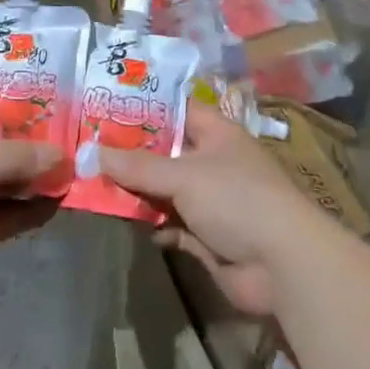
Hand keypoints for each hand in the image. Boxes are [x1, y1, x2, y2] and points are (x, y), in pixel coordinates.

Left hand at [0, 100, 57, 312]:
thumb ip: (14, 157)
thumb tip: (61, 157)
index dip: (19, 104)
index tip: (59, 102)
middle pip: (0, 146)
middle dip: (36, 146)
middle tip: (80, 142)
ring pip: (5, 184)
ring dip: (36, 181)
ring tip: (78, 173)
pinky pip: (3, 219)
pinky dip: (28, 212)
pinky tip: (59, 205)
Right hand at [102, 106, 330, 315]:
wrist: (281, 263)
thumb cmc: (236, 199)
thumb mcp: (183, 175)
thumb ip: (138, 167)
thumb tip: (94, 152)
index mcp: (216, 134)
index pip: (177, 109)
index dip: (145, 106)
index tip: (106, 105)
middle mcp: (213, 163)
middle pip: (166, 152)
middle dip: (132, 154)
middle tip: (89, 149)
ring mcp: (211, 201)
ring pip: (165, 191)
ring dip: (138, 193)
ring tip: (96, 186)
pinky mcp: (207, 237)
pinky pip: (172, 225)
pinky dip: (154, 225)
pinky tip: (129, 224)